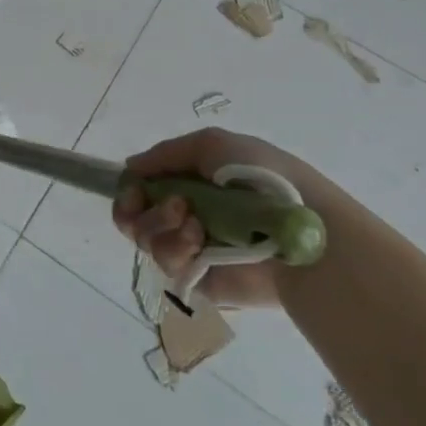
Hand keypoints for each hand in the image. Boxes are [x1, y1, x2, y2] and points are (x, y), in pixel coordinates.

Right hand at [112, 128, 309, 308]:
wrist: (294, 227)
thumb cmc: (260, 176)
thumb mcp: (212, 144)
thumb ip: (165, 154)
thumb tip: (131, 169)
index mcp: (192, 184)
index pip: (143, 188)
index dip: (130, 188)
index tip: (132, 186)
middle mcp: (186, 216)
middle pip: (134, 215)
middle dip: (138, 206)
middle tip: (169, 202)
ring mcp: (191, 249)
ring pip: (145, 238)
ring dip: (161, 223)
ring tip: (193, 220)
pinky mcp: (198, 280)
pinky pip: (165, 264)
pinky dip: (175, 246)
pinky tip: (199, 240)